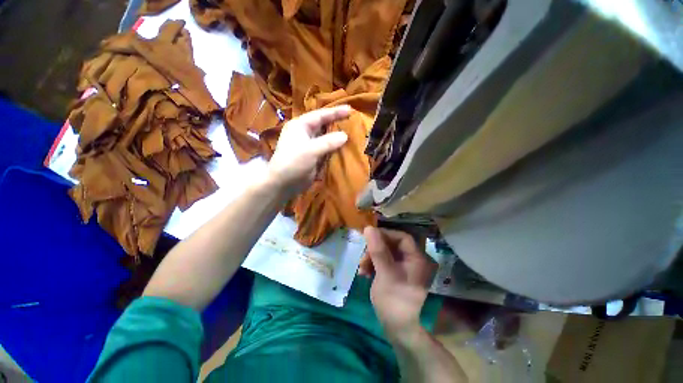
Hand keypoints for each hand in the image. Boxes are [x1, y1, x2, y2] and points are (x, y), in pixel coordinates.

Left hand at [266, 105, 350, 196]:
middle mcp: (305, 133)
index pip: (320, 115)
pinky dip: (335, 148)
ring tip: (353, 133)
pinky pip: (327, 149)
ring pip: (326, 137)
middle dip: (337, 123)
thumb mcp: (310, 150)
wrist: (283, 184)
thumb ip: (328, 142)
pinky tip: (345, 148)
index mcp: (301, 125)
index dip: (335, 112)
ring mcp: (310, 145)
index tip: (350, 109)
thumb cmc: (293, 163)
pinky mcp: (313, 156)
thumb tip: (345, 135)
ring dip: (337, 136)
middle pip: (324, 125)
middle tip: (353, 121)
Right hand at [363, 227, 436, 336]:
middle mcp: (411, 261)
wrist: (397, 329)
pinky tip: (364, 273)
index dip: (386, 234)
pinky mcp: (394, 274)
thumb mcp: (385, 272)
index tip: (369, 236)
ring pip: (385, 253)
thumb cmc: (393, 299)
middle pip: (392, 245)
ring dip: (371, 258)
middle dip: (375, 249)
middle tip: (363, 256)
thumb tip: (369, 228)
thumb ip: (377, 250)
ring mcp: (403, 268)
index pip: (402, 237)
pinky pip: (383, 263)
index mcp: (415, 258)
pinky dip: (372, 265)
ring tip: (361, 268)